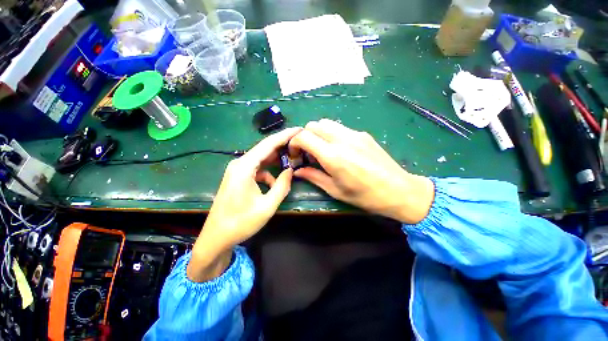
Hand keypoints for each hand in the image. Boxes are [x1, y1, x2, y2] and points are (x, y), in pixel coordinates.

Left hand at [187, 127, 301, 281]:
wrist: (216, 237)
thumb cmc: (240, 223)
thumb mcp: (267, 206)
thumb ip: (282, 186)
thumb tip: (290, 170)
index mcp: (244, 167)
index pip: (268, 144)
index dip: (284, 136)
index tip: (299, 129)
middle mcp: (239, 164)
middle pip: (265, 149)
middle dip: (282, 145)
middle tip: (299, 144)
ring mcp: (238, 170)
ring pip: (261, 158)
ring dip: (276, 160)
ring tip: (291, 161)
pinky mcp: (238, 177)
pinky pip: (257, 169)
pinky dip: (268, 173)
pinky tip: (274, 183)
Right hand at [289, 119, 433, 223]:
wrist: (400, 190)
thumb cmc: (365, 196)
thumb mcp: (335, 190)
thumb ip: (314, 177)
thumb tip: (298, 171)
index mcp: (333, 156)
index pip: (304, 136)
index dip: (294, 142)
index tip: (294, 154)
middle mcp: (342, 140)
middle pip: (314, 125)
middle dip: (305, 136)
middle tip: (308, 153)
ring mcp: (355, 134)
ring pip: (327, 123)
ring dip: (318, 134)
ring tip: (322, 150)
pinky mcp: (363, 134)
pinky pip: (340, 128)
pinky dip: (332, 135)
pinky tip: (338, 150)